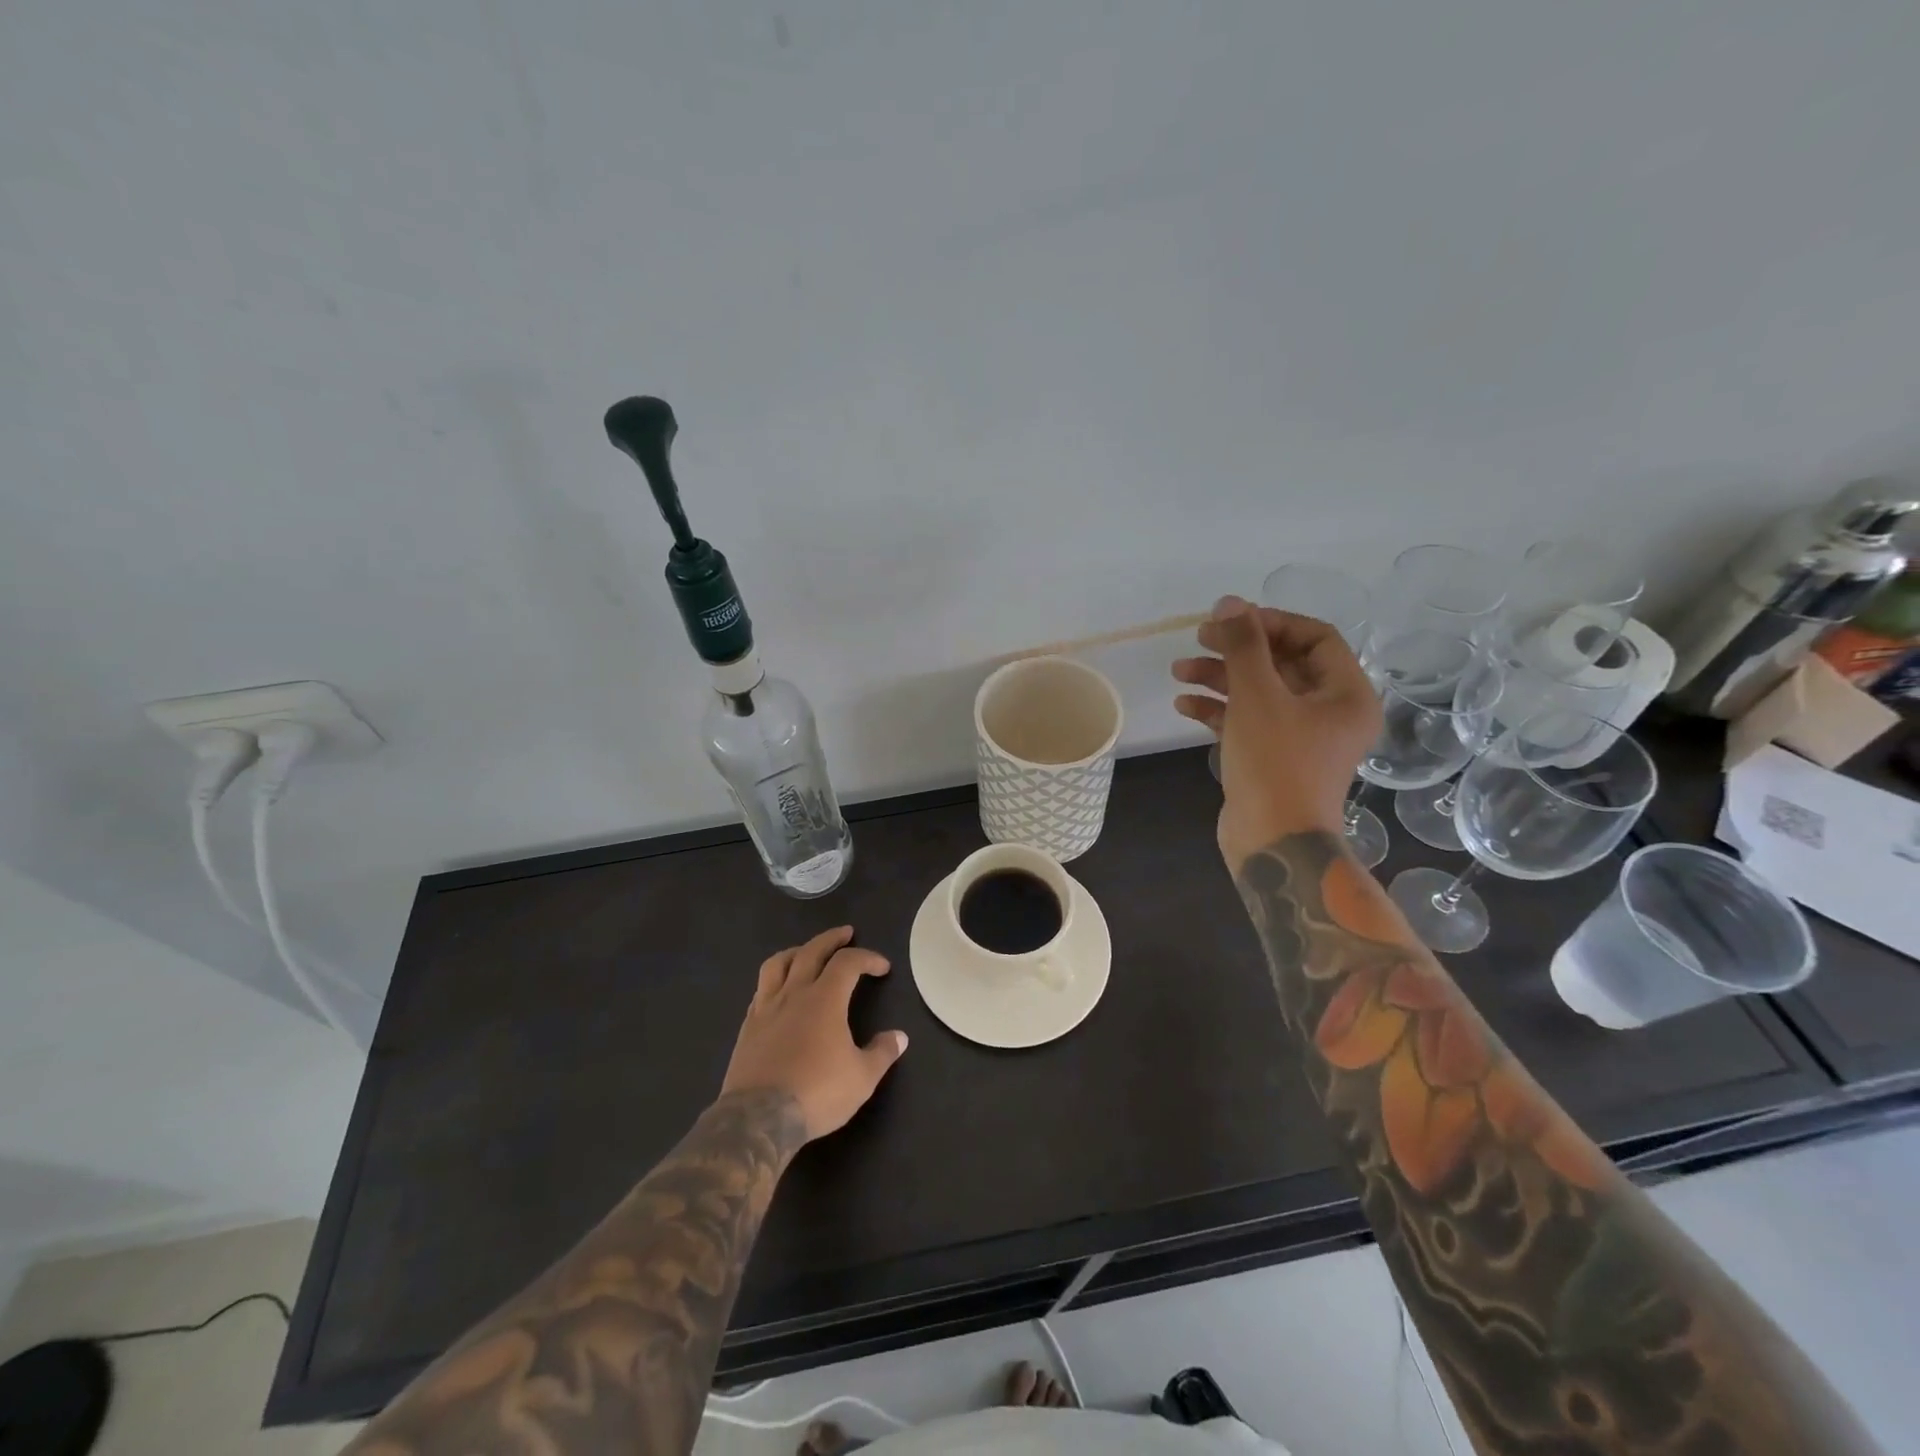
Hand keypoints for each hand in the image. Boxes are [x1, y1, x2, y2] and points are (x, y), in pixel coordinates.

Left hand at [720, 926, 909, 1140]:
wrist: (759, 1118)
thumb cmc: (817, 1092)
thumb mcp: (862, 1078)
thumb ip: (882, 1053)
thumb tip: (900, 1037)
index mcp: (825, 999)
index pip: (848, 962)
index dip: (868, 958)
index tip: (882, 967)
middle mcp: (794, 994)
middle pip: (811, 951)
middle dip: (831, 939)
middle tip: (845, 933)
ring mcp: (766, 1008)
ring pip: (777, 964)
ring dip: (796, 951)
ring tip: (806, 952)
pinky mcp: (747, 1027)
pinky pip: (760, 990)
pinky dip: (774, 981)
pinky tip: (779, 991)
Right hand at [1172, 595, 1381, 872]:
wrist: (1273, 843)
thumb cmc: (1276, 763)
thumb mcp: (1257, 696)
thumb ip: (1243, 645)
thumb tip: (1229, 602)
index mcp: (1346, 694)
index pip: (1315, 637)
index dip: (1272, 622)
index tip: (1230, 621)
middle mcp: (1330, 712)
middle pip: (1283, 663)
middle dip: (1237, 650)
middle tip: (1199, 639)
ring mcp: (1301, 738)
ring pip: (1260, 692)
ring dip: (1220, 678)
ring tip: (1179, 672)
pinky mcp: (1273, 758)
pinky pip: (1248, 721)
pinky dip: (1218, 710)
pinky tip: (1184, 705)